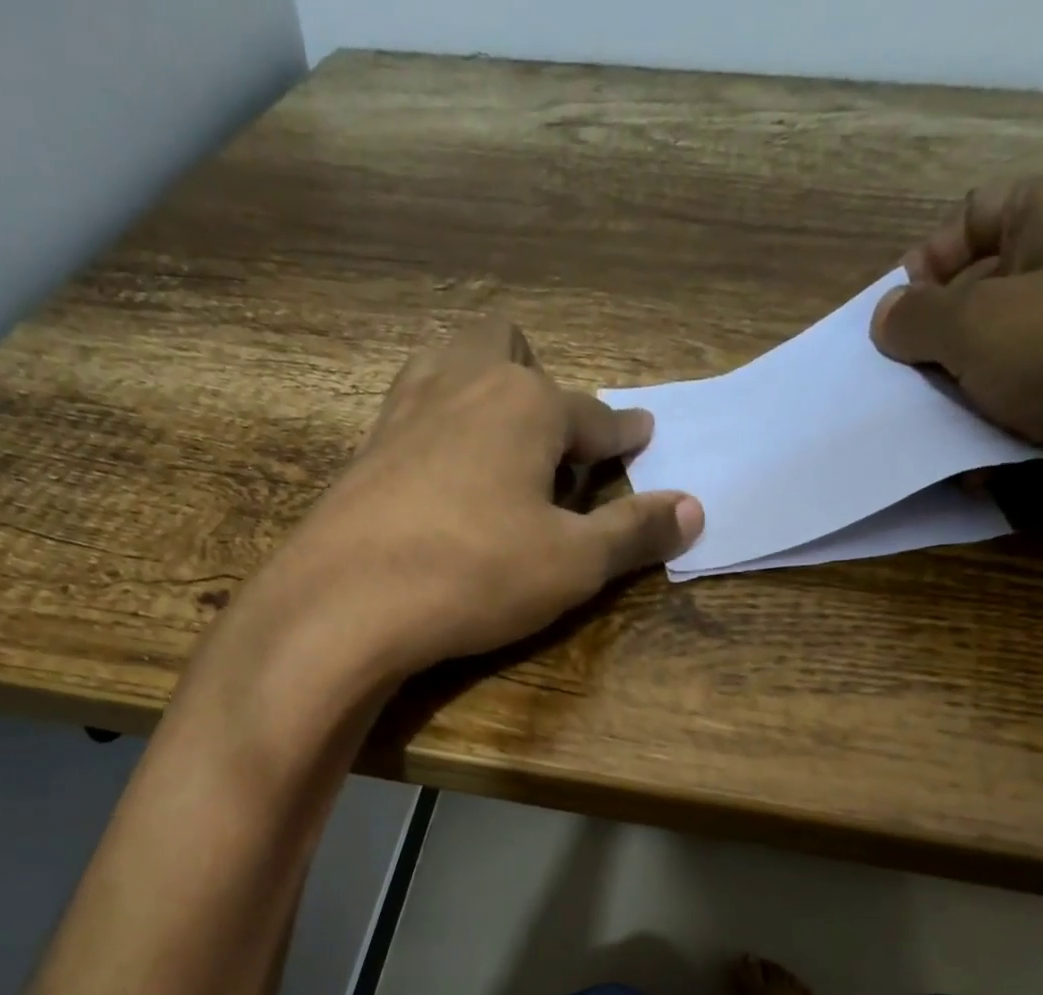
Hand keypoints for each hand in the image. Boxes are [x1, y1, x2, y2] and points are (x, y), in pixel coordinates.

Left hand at [244, 318, 700, 679]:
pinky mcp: (366, 450)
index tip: (642, 436)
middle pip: (504, 345)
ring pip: (447, 363)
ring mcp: (405, 412)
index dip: (624, 433)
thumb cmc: (475, 573)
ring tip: (494, 438)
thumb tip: (695, 509)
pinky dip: (437, 425)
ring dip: (477, 384)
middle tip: (550, 437)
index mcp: (526, 404)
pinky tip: (439, 470)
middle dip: (535, 377)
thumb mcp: (572, 564)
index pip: (595, 415)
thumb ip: (634, 533)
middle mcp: (464, 386)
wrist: (346, 602)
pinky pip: (411, 411)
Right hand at [870, 169, 1042, 532]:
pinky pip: (1019, 397)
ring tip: (924, 422)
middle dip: (932, 339)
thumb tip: (887, 316)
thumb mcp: (973, 323)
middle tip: (900, 382)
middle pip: (978, 291)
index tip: (894, 323)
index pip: (973, 215)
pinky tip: (964, 450)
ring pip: (993, 352)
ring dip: (954, 389)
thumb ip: (915, 316)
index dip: (925, 264)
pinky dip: (988, 422)